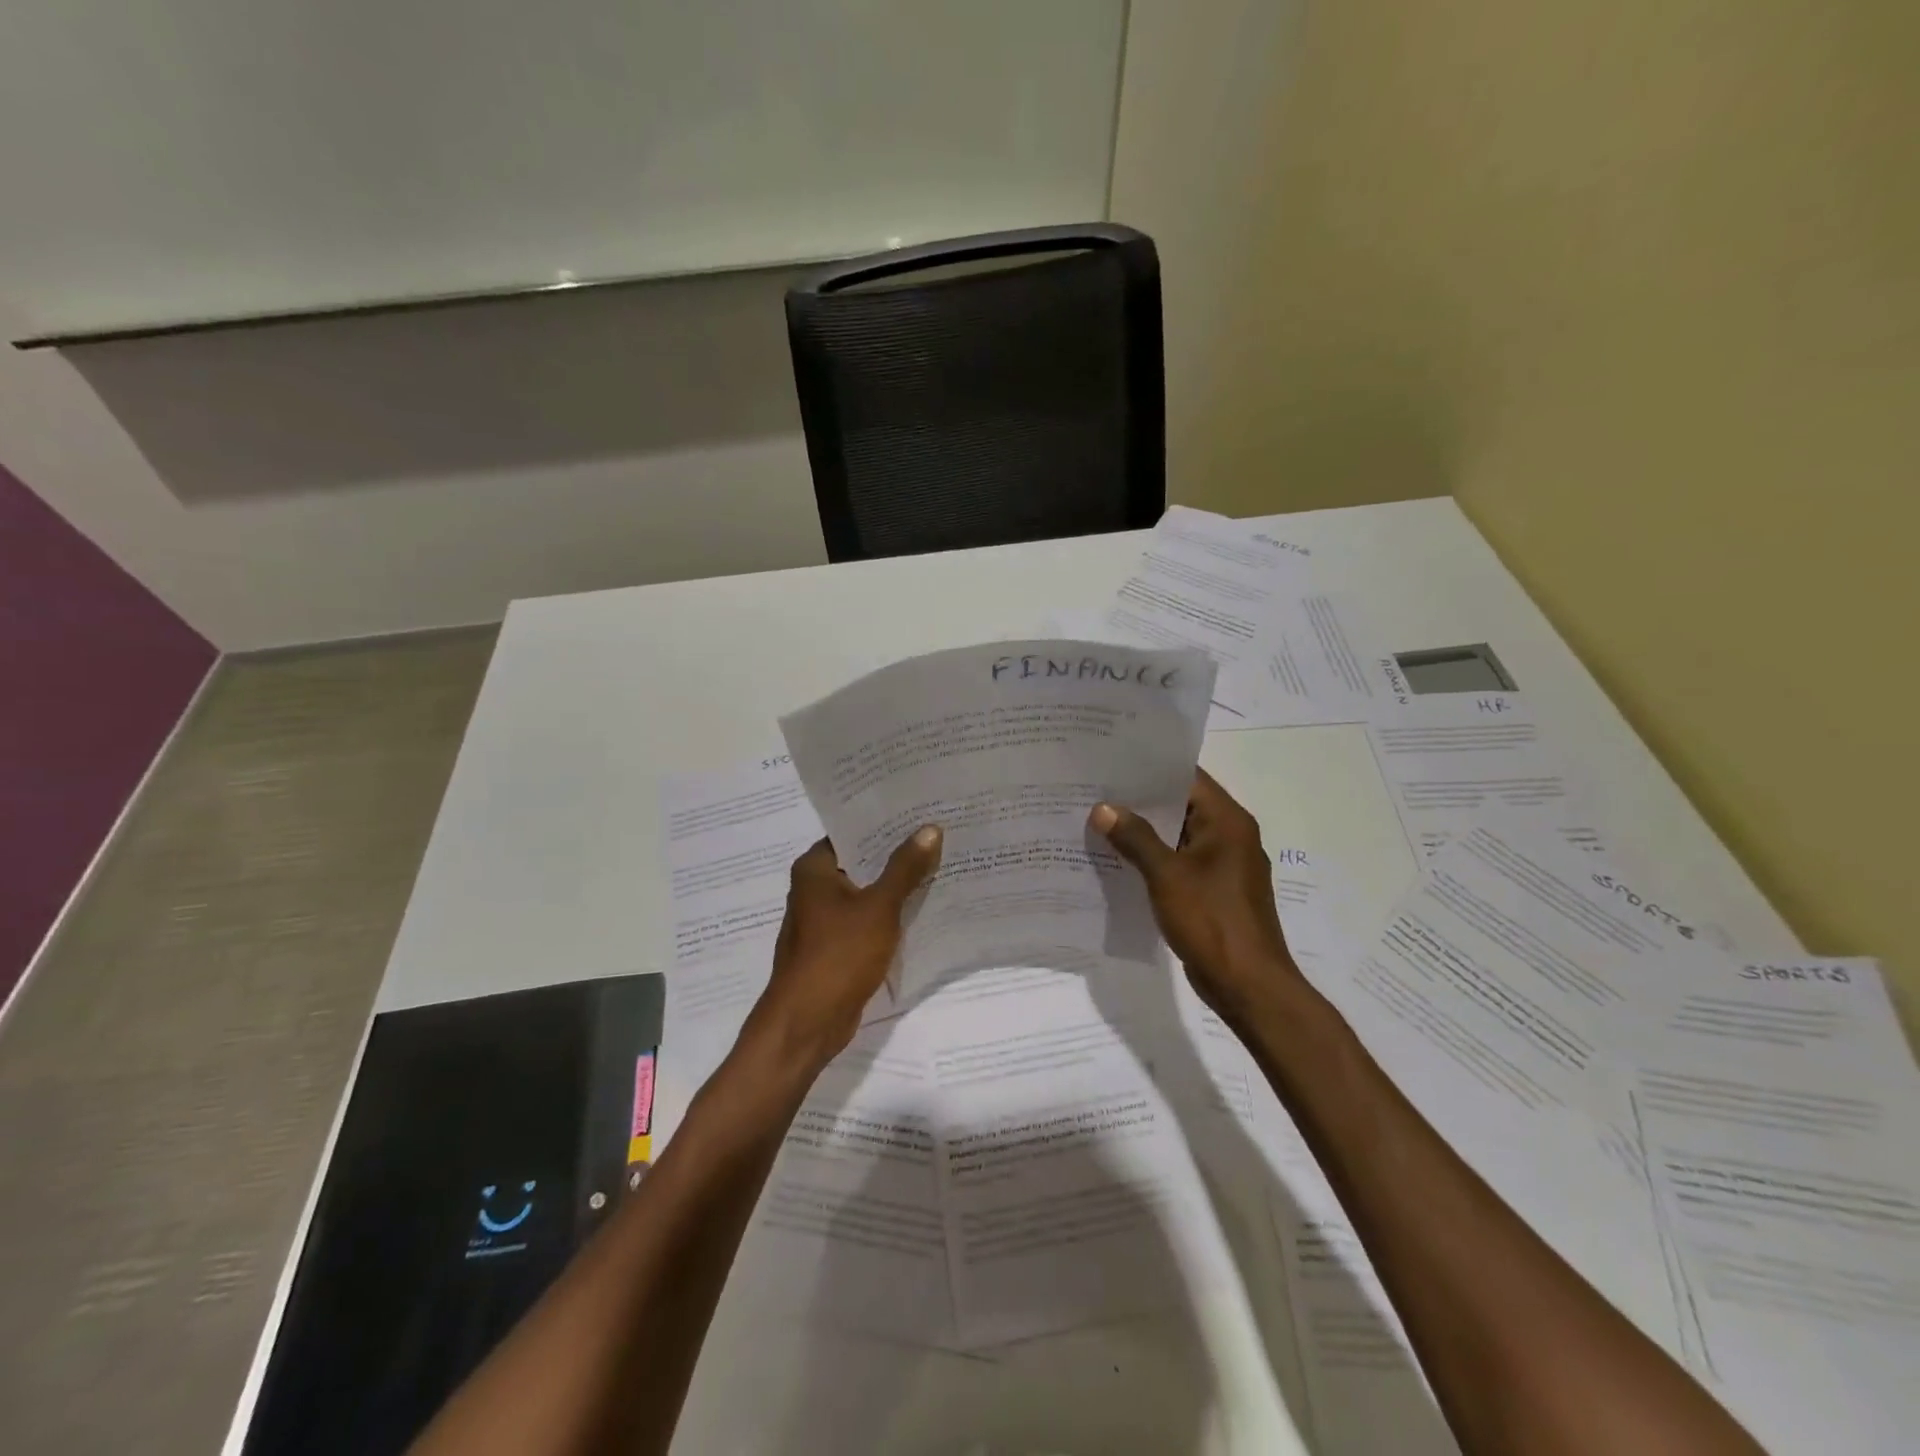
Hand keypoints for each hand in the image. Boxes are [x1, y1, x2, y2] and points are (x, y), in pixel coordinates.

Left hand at [744, 826, 943, 1073]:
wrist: (807, 1022)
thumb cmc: (838, 956)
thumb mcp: (879, 907)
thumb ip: (905, 868)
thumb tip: (930, 829)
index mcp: (814, 868)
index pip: (852, 831)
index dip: (885, 821)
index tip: (920, 810)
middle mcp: (815, 888)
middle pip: (862, 860)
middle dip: (898, 853)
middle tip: (940, 834)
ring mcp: (825, 918)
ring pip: (867, 891)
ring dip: (897, 884)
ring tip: (940, 863)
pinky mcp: (837, 945)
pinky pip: (869, 918)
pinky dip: (891, 912)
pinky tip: (925, 906)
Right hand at [1090, 769, 1301, 1026]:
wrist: (1248, 985)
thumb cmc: (1212, 920)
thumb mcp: (1167, 875)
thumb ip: (1135, 838)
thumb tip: (1103, 808)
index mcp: (1228, 822)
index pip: (1188, 778)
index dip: (1150, 769)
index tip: (1112, 763)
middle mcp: (1230, 837)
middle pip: (1181, 806)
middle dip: (1140, 801)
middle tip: (1095, 791)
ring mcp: (1223, 866)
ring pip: (1178, 837)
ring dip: (1144, 833)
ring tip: (1098, 821)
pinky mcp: (1214, 892)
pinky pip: (1179, 864)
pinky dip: (1153, 860)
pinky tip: (1118, 861)